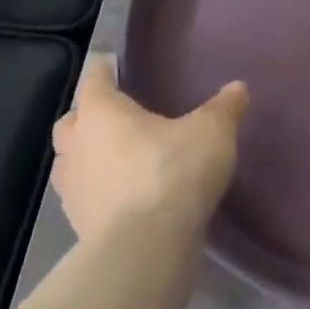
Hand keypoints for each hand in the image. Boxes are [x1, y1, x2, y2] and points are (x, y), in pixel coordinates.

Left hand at [51, 57, 247, 245]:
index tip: (110, 64)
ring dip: (91, 155)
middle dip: (91, 116)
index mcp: (102, 113)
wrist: (146, 245)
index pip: (95, 80)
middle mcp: (77, 144)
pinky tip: (125, 194)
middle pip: (74, 121)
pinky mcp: (78, 221)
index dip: (104, 70)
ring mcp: (72, 186)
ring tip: (121, 157)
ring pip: (73, 160)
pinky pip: (85, 194)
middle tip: (118, 116)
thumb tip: (237, 88)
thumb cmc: (174, 171)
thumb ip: (224, 107)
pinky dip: (100, 189)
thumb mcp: (213, 131)